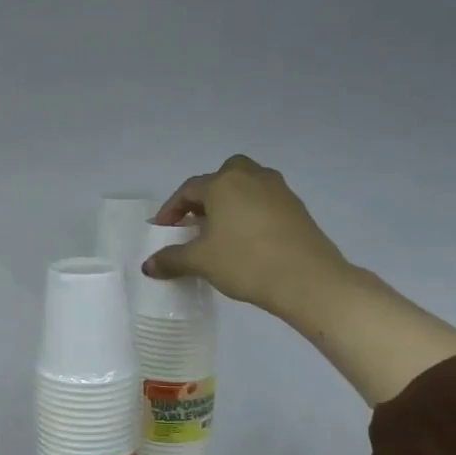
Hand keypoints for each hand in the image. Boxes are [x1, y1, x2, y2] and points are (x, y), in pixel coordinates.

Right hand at [143, 154, 352, 315]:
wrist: (307, 279)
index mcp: (224, 183)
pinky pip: (264, 201)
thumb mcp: (200, 261)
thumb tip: (148, 265)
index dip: (171, 210)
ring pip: (246, 186)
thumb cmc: (245, 261)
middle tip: (195, 220)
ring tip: (219, 231)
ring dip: (230, 202)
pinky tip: (245, 239)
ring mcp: (279, 190)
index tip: (162, 230)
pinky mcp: (296, 208)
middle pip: (223, 175)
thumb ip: (171, 259)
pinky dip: (249, 212)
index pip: (188, 190)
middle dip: (205, 195)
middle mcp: (251, 177)